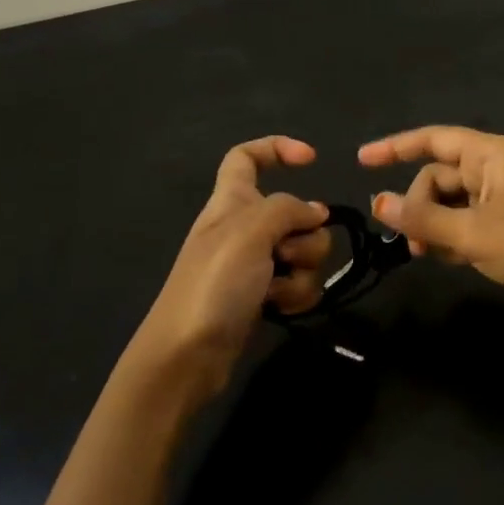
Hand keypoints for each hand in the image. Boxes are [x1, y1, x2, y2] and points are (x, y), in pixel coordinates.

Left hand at [122, 136, 330, 405]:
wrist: (186, 356)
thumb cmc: (212, 285)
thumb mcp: (248, 232)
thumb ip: (287, 210)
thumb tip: (316, 213)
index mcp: (230, 203)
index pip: (246, 157)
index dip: (277, 148)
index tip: (311, 159)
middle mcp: (243, 229)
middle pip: (295, 213)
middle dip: (307, 234)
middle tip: (286, 253)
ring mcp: (254, 265)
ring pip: (304, 252)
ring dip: (304, 270)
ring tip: (277, 289)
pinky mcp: (263, 297)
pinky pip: (299, 284)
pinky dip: (297, 295)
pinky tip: (280, 309)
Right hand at [358, 127, 503, 320]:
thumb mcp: (471, 233)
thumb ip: (422, 218)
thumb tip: (378, 202)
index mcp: (492, 154)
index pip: (433, 139)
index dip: (394, 147)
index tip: (361, 161)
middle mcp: (497, 167)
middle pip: (439, 177)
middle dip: (419, 207)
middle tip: (413, 244)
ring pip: (452, 202)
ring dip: (435, 226)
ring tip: (430, 255)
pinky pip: (469, 220)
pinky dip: (455, 236)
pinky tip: (453, 260)